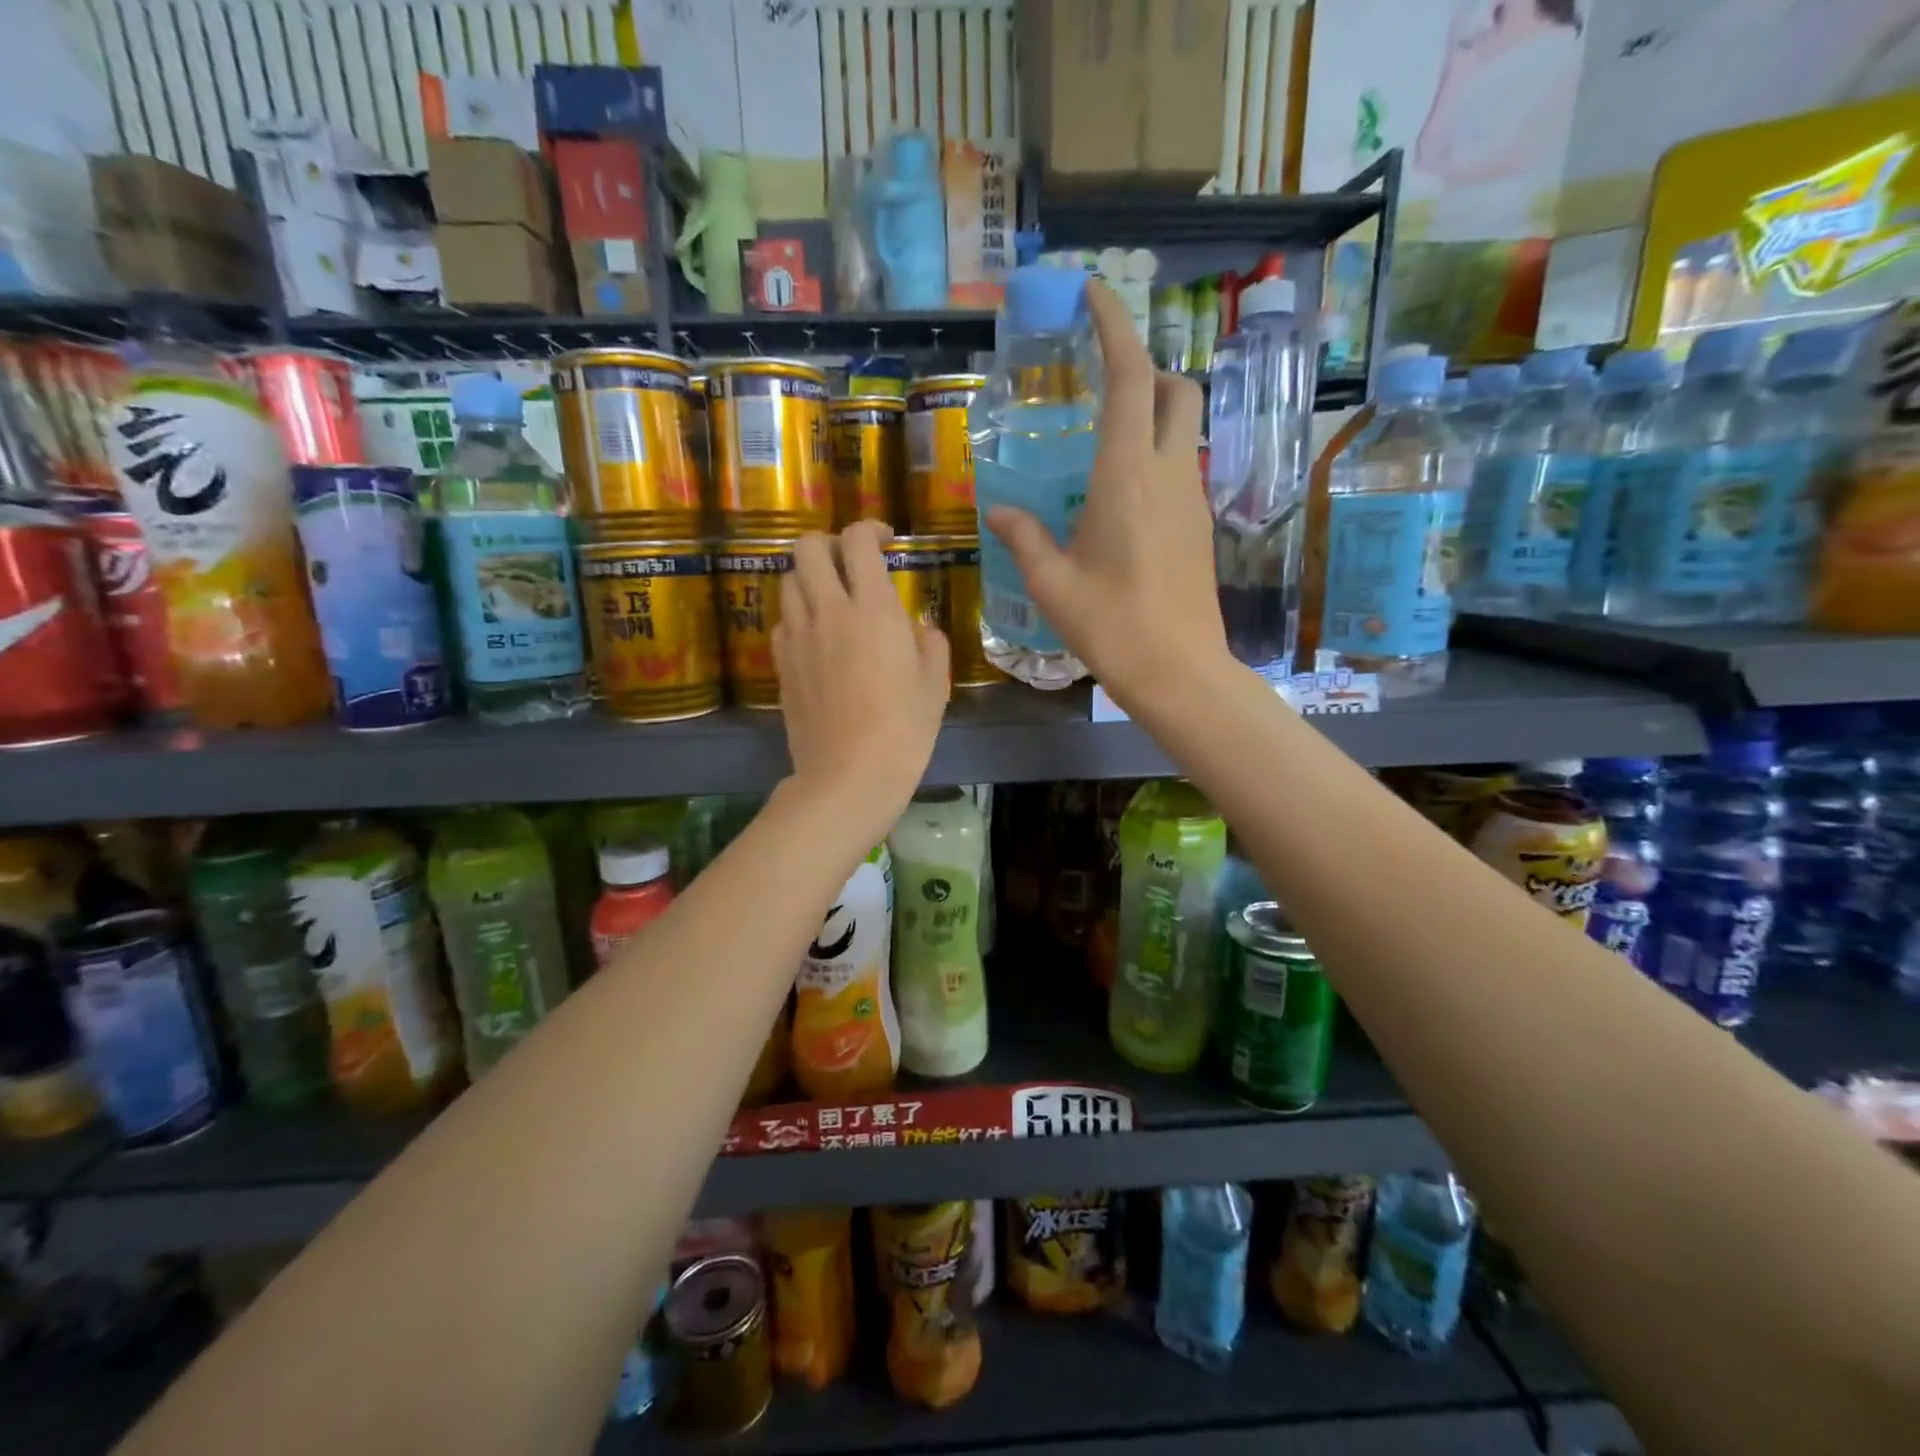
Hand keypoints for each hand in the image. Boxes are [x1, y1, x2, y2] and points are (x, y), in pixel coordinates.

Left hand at [773, 520, 949, 837]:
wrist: (848, 776)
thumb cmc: (903, 730)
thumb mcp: (934, 685)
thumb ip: (930, 643)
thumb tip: (918, 628)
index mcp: (872, 608)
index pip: (857, 540)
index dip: (870, 529)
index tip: (886, 540)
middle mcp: (827, 611)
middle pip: (807, 547)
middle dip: (829, 543)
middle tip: (851, 564)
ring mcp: (797, 637)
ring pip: (788, 580)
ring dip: (810, 577)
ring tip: (833, 599)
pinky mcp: (780, 664)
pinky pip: (783, 621)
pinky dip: (799, 615)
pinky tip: (818, 638)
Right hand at [984, 279, 1228, 709]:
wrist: (1179, 671)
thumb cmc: (1111, 626)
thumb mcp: (1053, 584)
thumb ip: (1024, 538)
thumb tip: (999, 512)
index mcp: (1126, 477)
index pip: (1129, 378)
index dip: (1115, 327)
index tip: (1094, 295)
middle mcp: (1166, 474)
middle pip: (1173, 389)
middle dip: (1144, 368)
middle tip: (1101, 383)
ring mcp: (1190, 499)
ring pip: (1181, 428)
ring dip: (1149, 413)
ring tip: (1101, 443)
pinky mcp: (1199, 525)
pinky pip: (1178, 468)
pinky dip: (1153, 456)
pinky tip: (1119, 496)